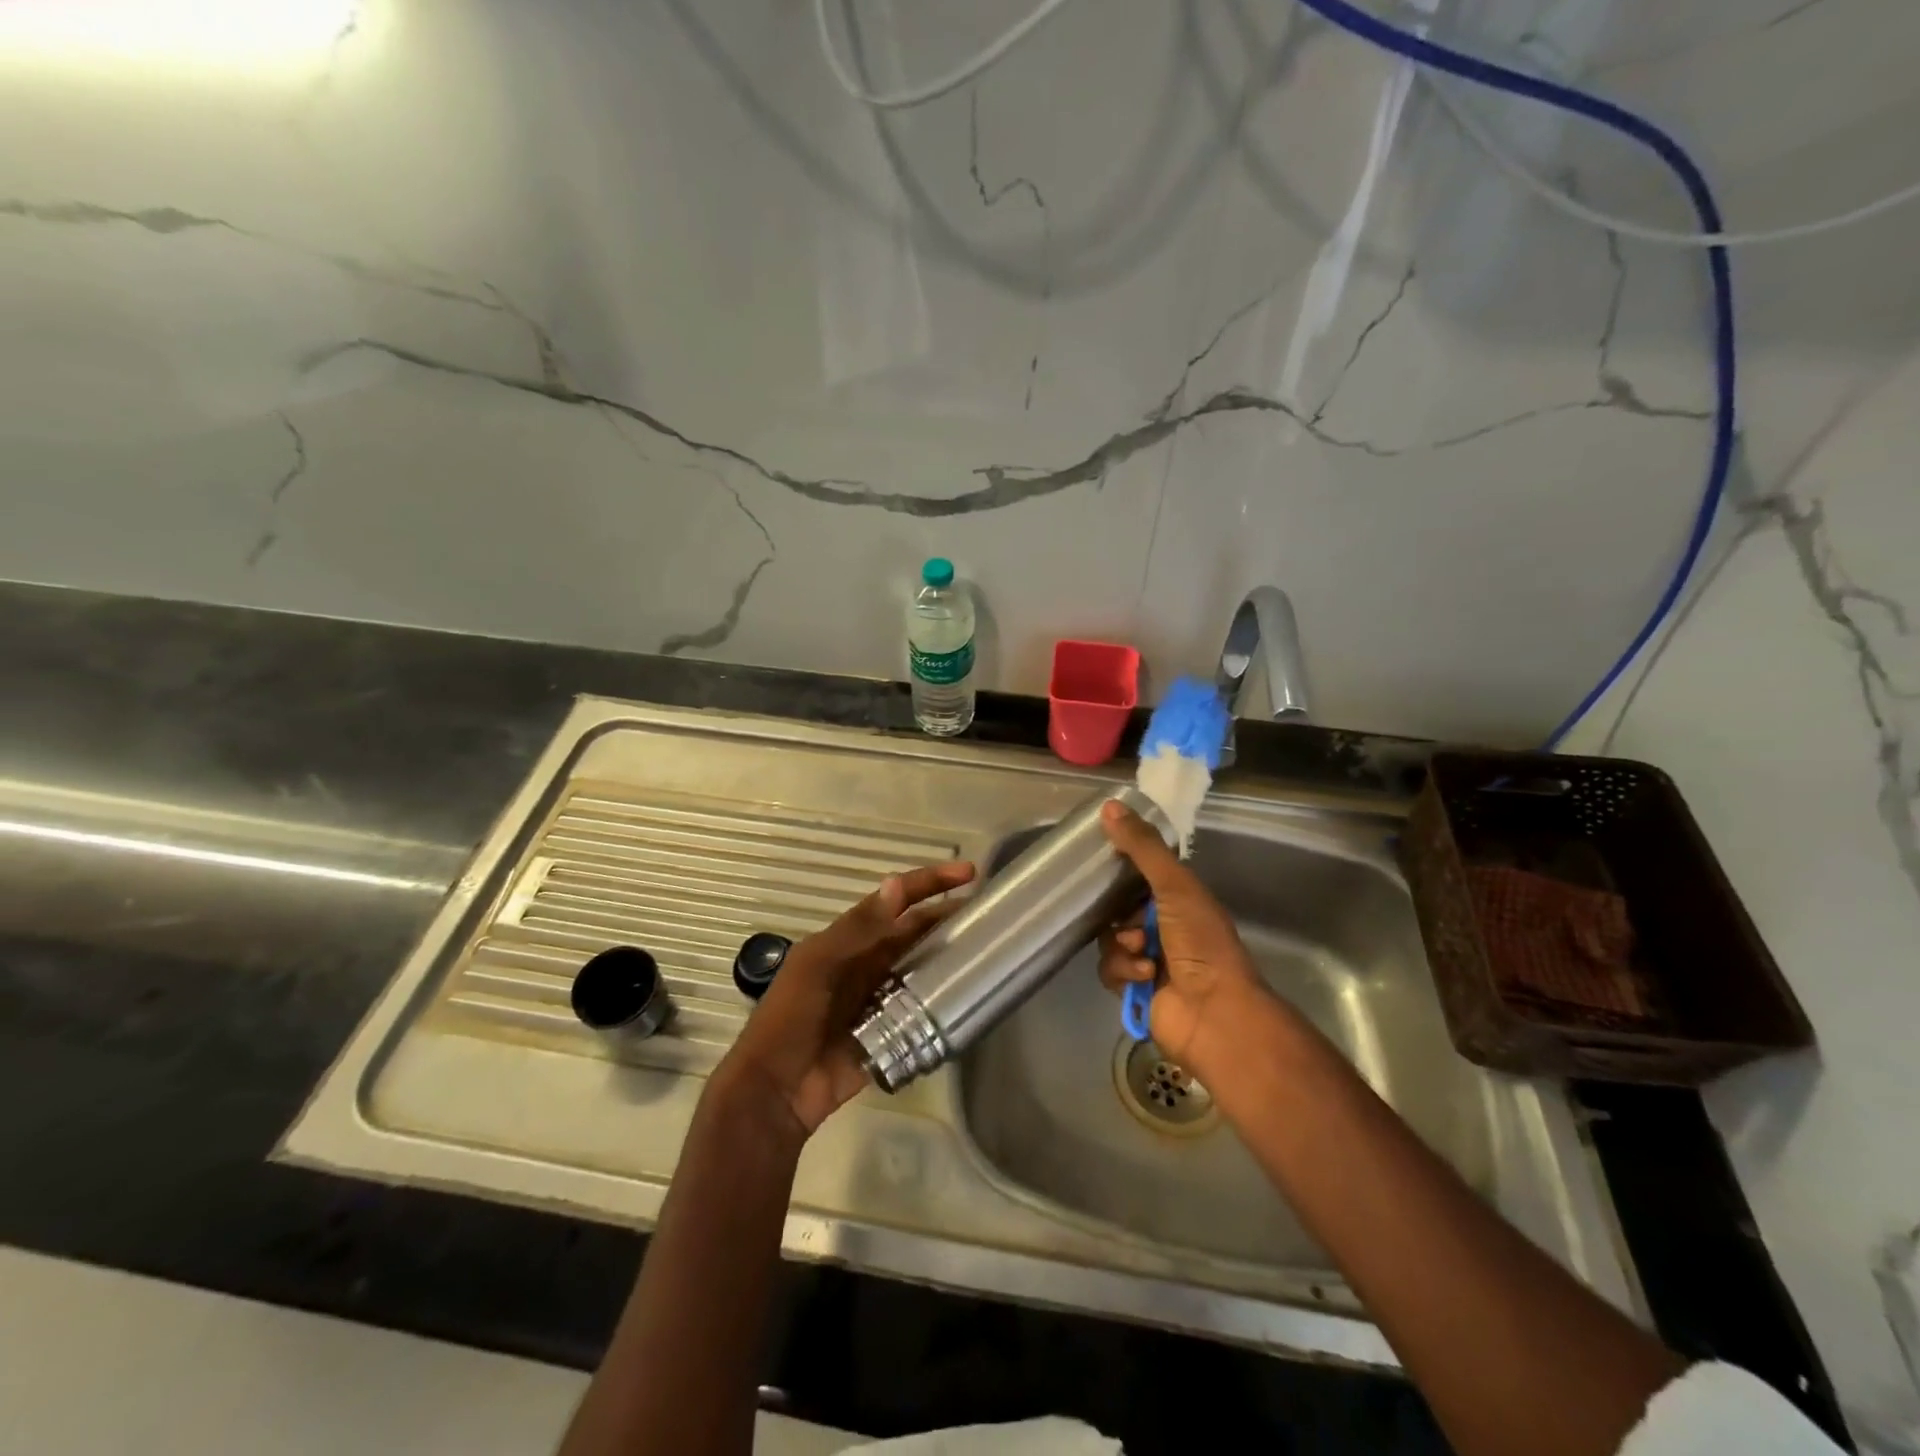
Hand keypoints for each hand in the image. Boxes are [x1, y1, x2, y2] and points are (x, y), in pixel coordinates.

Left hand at [715, 860, 974, 1138]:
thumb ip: (859, 928)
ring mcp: (879, 999)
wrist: (774, 1091)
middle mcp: (867, 963)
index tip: (969, 872)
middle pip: (914, 933)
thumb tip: (897, 883)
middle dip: (946, 918)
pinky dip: (942, 1003)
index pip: (895, 902)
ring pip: (921, 969)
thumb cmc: (790, 1018)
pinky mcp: (889, 1033)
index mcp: (848, 941)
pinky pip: (921, 1011)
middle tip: (990, 915)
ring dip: (948, 959)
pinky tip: (969, 998)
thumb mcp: (817, 965)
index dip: (929, 883)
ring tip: (989, 952)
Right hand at [1096, 801, 1265, 1078]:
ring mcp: (1149, 958)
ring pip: (1110, 938)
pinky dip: (1123, 970)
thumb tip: (1109, 805)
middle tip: (1126, 918)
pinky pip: (1109, 969)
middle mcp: (1165, 926)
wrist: (1214, 1013)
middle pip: (1119, 908)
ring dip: (1121, 944)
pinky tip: (1143, 975)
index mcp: (1180, 900)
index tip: (1100, 860)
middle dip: (1119, 913)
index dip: (1121, 870)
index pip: (1141, 876)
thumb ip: (1143, 848)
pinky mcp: (1134, 988)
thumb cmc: (1201, 942)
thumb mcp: (1175, 886)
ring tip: (1142, 952)